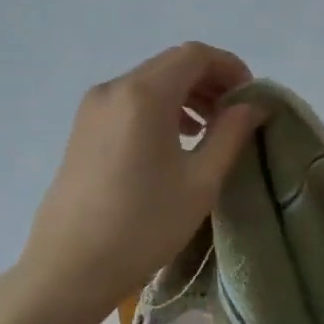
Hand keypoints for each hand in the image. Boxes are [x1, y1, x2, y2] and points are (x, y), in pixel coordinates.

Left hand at [18, 42, 264, 318]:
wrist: (70, 268)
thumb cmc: (143, 226)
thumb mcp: (200, 182)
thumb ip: (231, 134)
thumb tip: (253, 105)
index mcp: (143, 95)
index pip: (195, 55)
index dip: (230, 68)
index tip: (251, 99)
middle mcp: (113, 89)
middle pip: (171, 65)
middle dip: (210, 82)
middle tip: (236, 116)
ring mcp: (93, 109)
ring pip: (149, 83)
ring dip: (186, 96)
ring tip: (210, 131)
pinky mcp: (83, 130)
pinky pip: (130, 103)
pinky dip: (160, 109)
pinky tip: (176, 142)